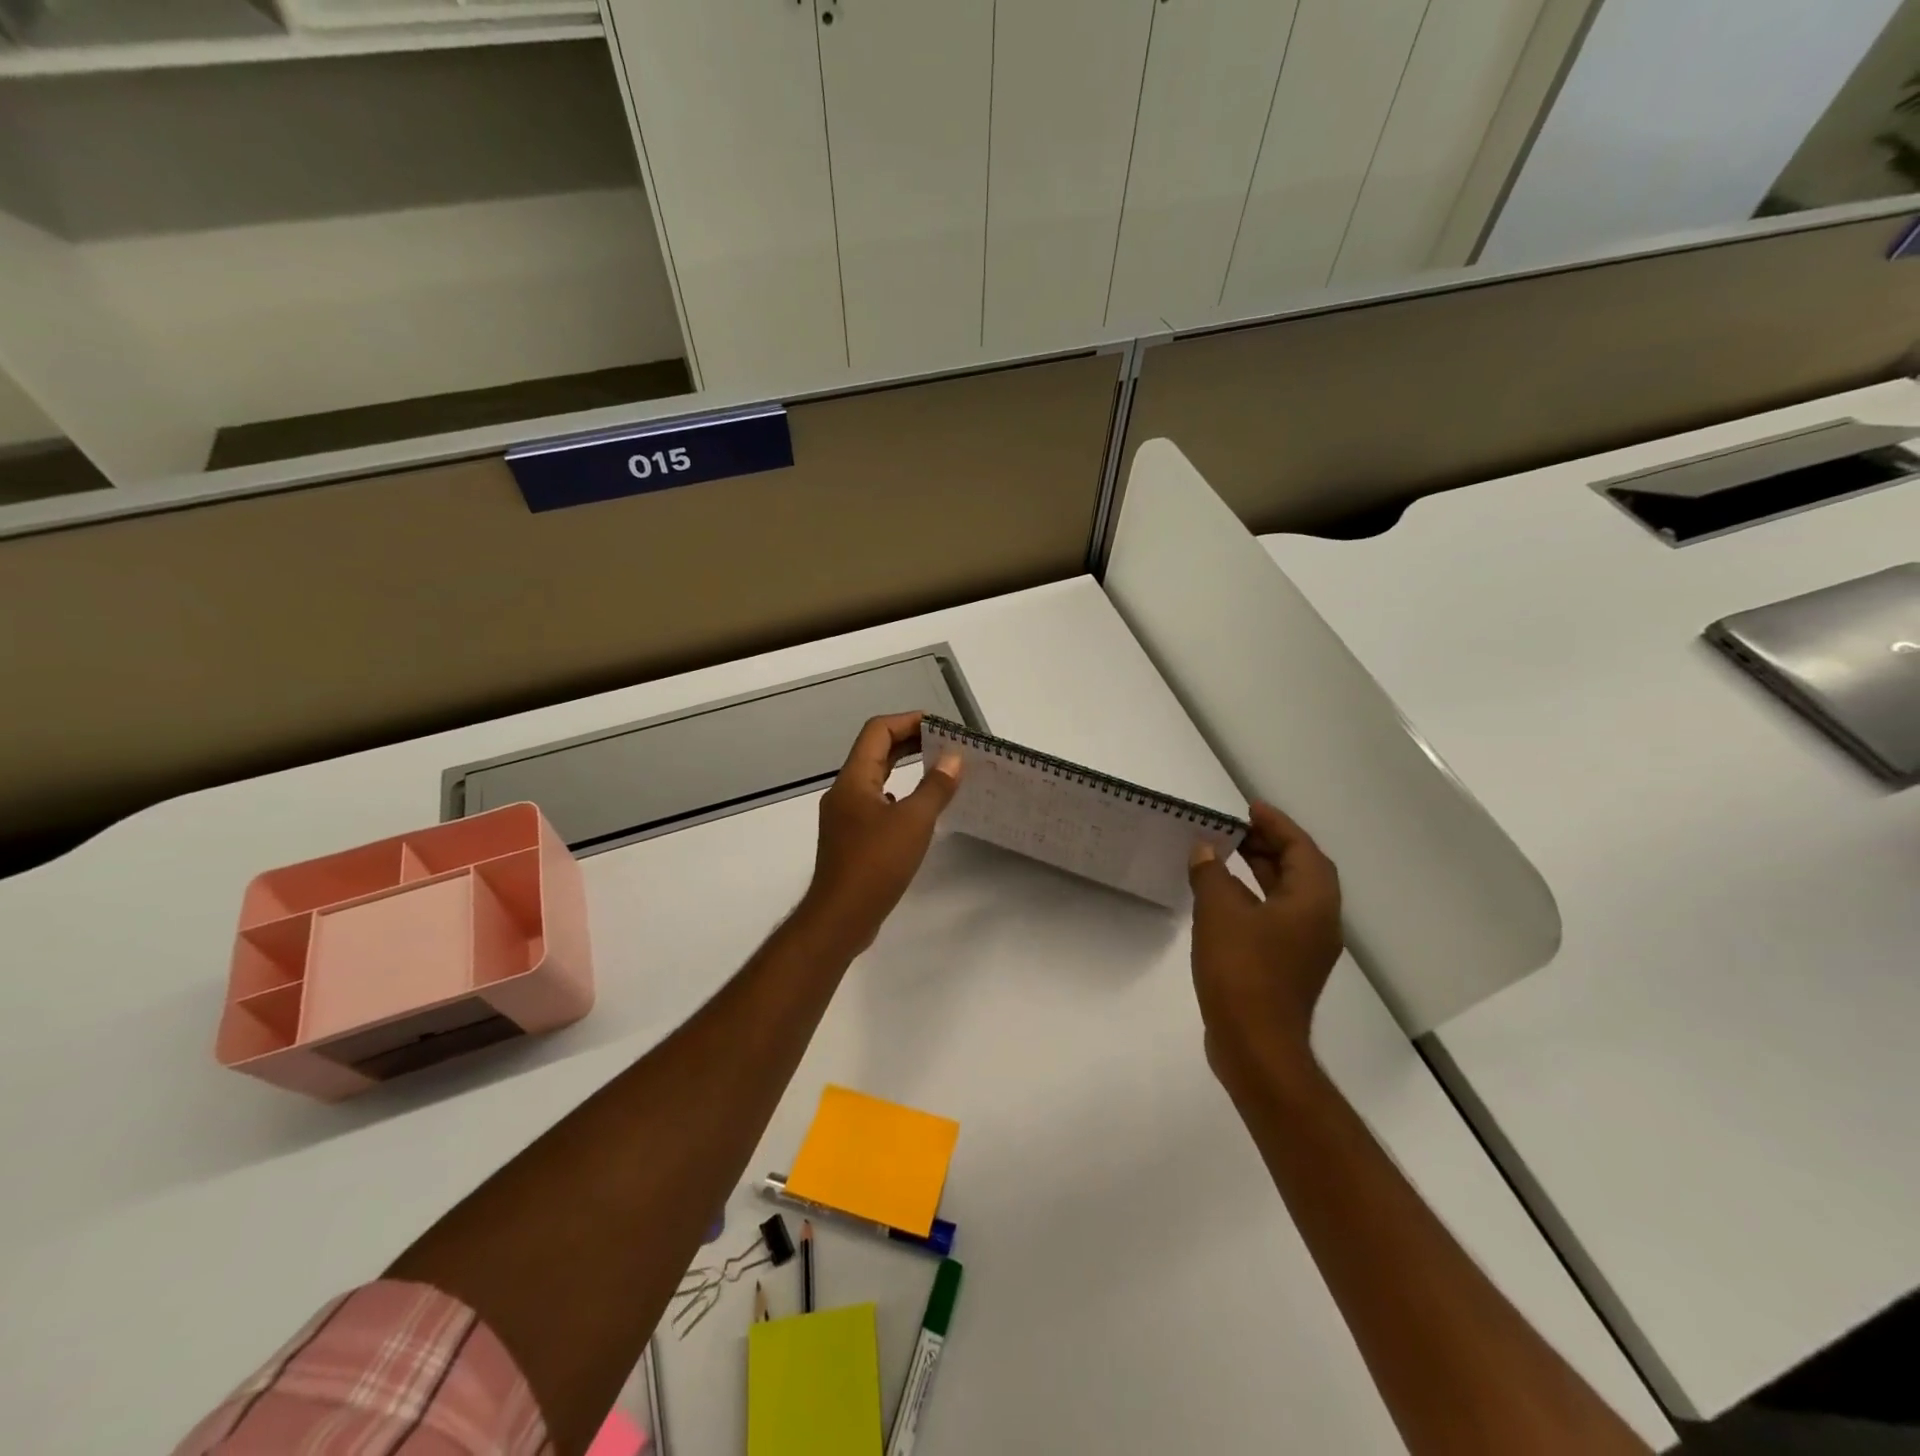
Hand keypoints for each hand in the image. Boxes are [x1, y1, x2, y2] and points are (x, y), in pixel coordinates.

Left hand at [803, 712, 961, 948]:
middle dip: (908, 742)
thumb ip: (935, 787)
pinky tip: (914, 809)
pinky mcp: (850, 840)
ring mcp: (844, 817)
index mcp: (853, 779)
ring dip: (902, 768)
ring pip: (874, 778)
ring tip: (936, 770)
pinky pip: (874, 803)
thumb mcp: (914, 822)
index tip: (940, 726)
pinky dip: (897, 796)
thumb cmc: (876, 863)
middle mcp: (844, 792)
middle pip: (874, 752)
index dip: (908, 721)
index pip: (877, 731)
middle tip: (944, 743)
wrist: (841, 917)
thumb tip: (953, 758)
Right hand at [1188, 802, 1342, 1091]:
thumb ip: (1211, 874)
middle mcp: (1319, 922)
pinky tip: (1222, 899)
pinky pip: (1275, 918)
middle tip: (1235, 829)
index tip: (1250, 808)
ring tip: (1225, 855)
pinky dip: (1253, 899)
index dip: (1277, 825)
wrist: (1255, 1045)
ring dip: (1261, 872)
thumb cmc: (1242, 971)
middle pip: (1300, 871)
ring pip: (1288, 896)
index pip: (1302, 850)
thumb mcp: (1219, 912)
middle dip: (1270, 846)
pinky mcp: (1287, 968)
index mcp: (1313, 903)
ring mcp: (1305, 949)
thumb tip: (1205, 851)